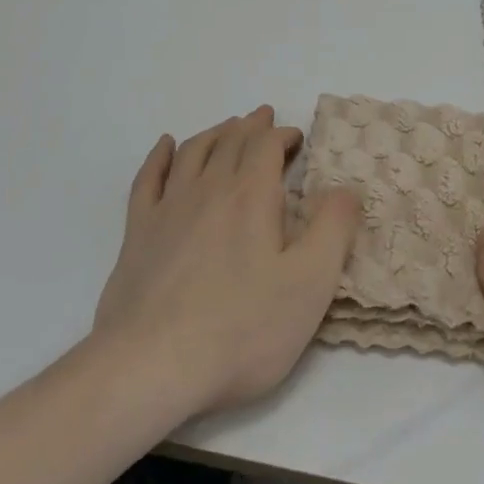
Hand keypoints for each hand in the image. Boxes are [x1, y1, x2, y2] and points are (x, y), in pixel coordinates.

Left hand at [91, 106, 359, 419]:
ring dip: (214, 133)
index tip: (297, 138)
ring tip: (227, 128)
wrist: (151, 365)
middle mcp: (209, 189)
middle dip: (251, 126)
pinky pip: (148, 179)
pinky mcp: (137, 233)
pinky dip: (160, 156)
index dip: (283, 135)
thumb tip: (346, 189)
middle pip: (231, 141)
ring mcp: (168, 209)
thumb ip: (333, 230)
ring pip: (193, 152)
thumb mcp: (310, 284)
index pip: (267, 145)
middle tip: (264, 117)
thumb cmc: (241, 328)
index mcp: (251, 197)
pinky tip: (166, 147)